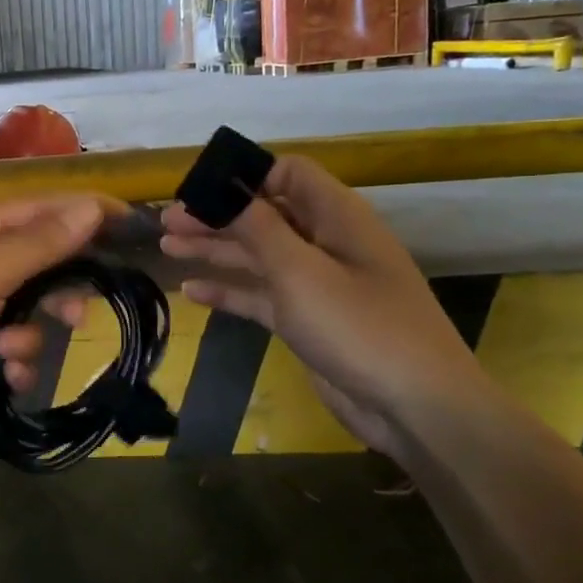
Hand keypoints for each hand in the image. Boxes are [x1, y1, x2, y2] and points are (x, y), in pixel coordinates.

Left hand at [0, 197, 108, 431]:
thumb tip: (90, 208)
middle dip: (59, 292)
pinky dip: (12, 364)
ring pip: (29, 315)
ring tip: (10, 350)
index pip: (42, 210)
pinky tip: (4, 374)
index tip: (132, 222)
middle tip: (77, 312)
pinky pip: (10, 352)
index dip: (86, 213)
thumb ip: (41, 243)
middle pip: (40, 267)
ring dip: (28, 336)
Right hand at [159, 156, 489, 454]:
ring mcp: (317, 284)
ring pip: (257, 255)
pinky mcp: (306, 320)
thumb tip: (223, 189)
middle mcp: (326, 243)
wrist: (415, 408)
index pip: (287, 174)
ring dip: (215, 249)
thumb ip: (258, 228)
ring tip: (167, 248)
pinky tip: (192, 292)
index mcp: (337, 217)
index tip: (197, 188)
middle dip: (216, 215)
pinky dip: (229, 290)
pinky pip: (260, 295)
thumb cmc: (360, 328)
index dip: (243, 176)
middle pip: (264, 215)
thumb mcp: (301, 272)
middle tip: (167, 222)